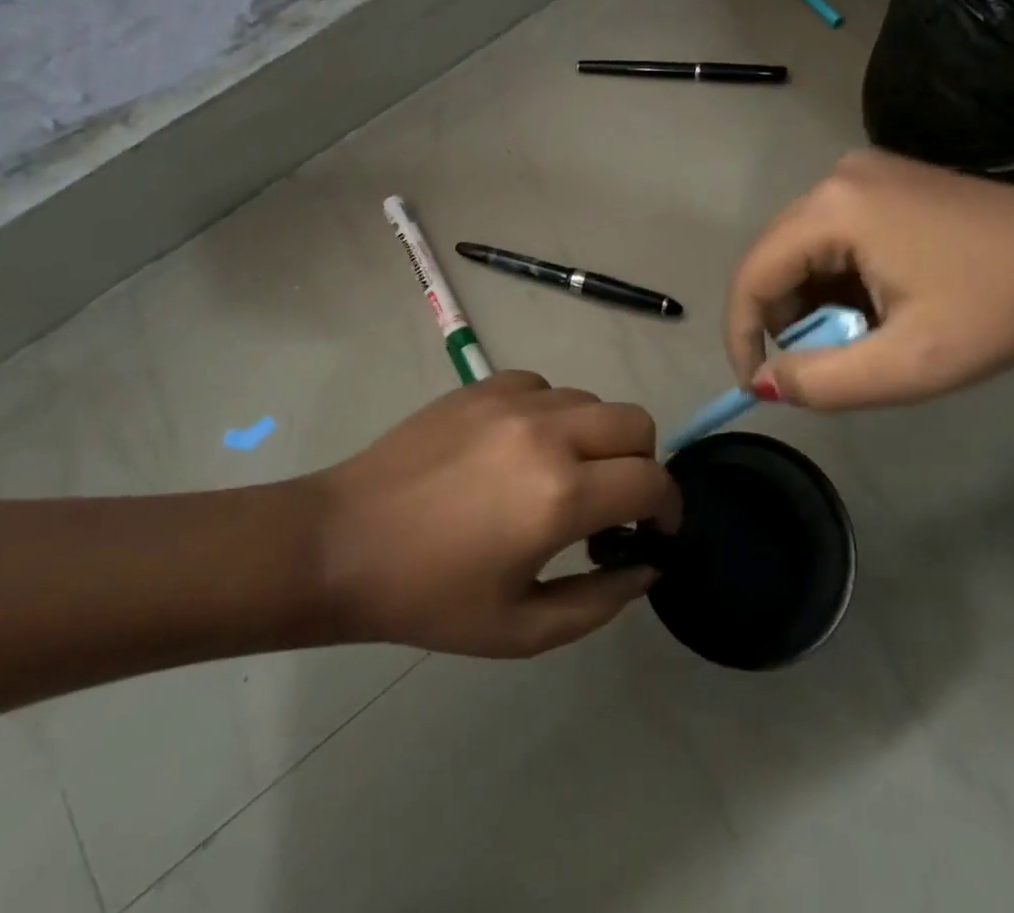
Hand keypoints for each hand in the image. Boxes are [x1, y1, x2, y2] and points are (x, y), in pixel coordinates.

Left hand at [312, 372, 680, 657]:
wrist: (344, 542)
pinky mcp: (482, 385)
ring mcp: (512, 400)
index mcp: (560, 495)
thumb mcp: (522, 628)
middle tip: (613, 504)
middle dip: (641, 464)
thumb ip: (600, 601)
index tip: (655, 532)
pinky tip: (521, 449)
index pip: (652, 480)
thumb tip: (646, 564)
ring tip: (562, 477)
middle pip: (635, 421)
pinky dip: (553, 415)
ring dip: (596, 438)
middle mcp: (547, 432)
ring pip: (591, 400)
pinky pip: (545, 387)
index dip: (669, 508)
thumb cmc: (430, 596)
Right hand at [725, 151, 1013, 409]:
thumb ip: (822, 381)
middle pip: (775, 259)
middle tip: (830, 363)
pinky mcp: (884, 181)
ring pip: (803, 250)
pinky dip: (840, 279)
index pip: (753, 274)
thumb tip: (764, 382)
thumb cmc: (1001, 312)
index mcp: (833, 208)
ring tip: (869, 335)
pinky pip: (832, 236)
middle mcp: (835, 178)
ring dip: (818, 302)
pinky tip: (883, 303)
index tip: (756, 385)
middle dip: (789, 320)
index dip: (742, 333)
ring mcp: (861, 173)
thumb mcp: (909, 364)